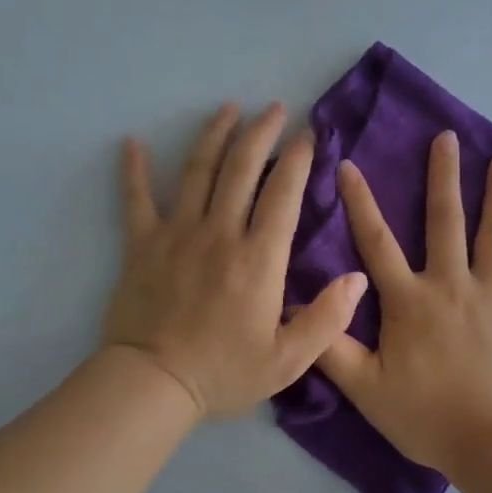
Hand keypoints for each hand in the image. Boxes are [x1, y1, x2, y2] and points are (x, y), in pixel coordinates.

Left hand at [103, 102, 367, 418]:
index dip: (298, 158)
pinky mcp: (142, 244)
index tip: (309, 134)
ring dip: (214, 135)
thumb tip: (358, 279)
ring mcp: (177, 234)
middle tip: (274, 108)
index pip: (283, 194)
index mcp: (259, 259)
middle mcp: (219, 233)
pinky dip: (134, 169)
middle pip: (241, 168)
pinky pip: (136, 198)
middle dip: (261, 132)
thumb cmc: (224, 372)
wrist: (153, 384)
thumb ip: (327, 319)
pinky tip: (133, 142)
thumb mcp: (288, 360)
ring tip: (228, 108)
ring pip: (197, 171)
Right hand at [317, 131, 491, 472]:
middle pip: (445, 221)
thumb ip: (330, 345)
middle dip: (444, 176)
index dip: (360, 202)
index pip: (377, 241)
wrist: (490, 442)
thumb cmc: (423, 415)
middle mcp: (451, 284)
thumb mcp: (363, 387)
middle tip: (447, 138)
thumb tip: (297, 305)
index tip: (350, 164)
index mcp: (408, 299)